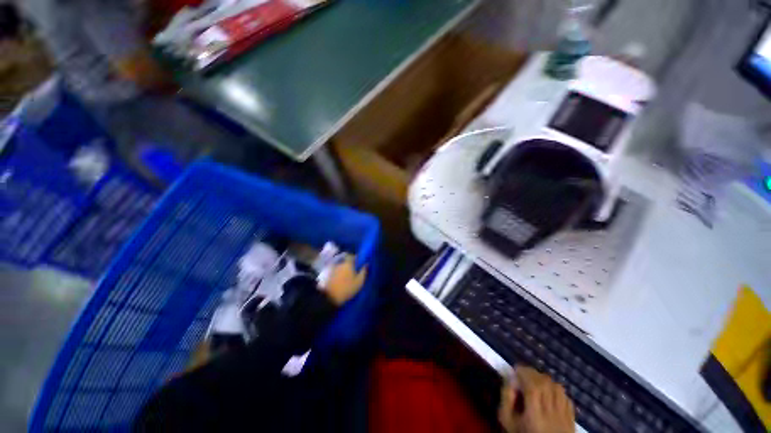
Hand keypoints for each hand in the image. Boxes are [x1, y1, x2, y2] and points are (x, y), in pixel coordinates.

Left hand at [324, 255, 365, 305]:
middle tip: (354, 271)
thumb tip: (366, 264)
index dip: (356, 259)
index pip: (352, 256)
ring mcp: (333, 269)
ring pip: (340, 266)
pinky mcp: (328, 275)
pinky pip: (336, 271)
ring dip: (344, 269)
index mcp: (348, 263)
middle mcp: (340, 263)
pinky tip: (341, 280)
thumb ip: (364, 271)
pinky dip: (339, 274)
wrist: (330, 297)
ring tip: (347, 277)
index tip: (359, 264)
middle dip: (350, 264)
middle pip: (346, 260)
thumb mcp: (359, 282)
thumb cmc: (347, 288)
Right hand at [499, 366, 574, 432]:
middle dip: (533, 373)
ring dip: (545, 380)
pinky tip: (549, 393)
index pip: (533, 386)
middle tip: (524, 372)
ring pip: (558, 388)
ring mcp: (564, 416)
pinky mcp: (572, 419)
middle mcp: (551, 413)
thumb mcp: (508, 420)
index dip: (524, 373)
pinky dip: (557, 391)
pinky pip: (566, 398)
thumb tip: (510, 378)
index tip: (516, 369)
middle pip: (546, 384)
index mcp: (534, 415)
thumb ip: (506, 399)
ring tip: (536, 381)